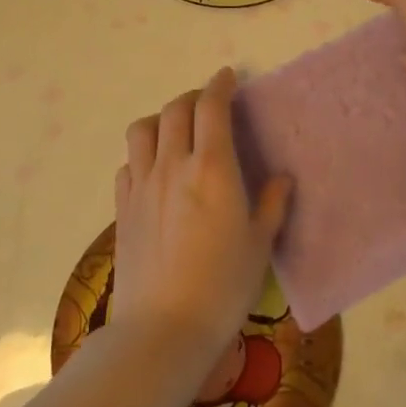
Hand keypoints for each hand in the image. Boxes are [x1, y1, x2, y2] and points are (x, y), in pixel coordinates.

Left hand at [114, 68, 291, 372]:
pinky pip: (128, 163)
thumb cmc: (223, 287)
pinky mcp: (123, 208)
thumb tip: (282, 178)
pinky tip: (154, 171)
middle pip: (174, 110)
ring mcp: (143, 185)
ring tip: (175, 130)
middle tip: (207, 104)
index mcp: (213, 168)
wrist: (163, 329)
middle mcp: (173, 165)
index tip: (228, 77)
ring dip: (160, 118)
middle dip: (192, 97)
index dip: (219, 85)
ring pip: (142, 129)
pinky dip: (142, 154)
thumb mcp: (259, 246)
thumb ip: (271, 205)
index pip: (211, 107)